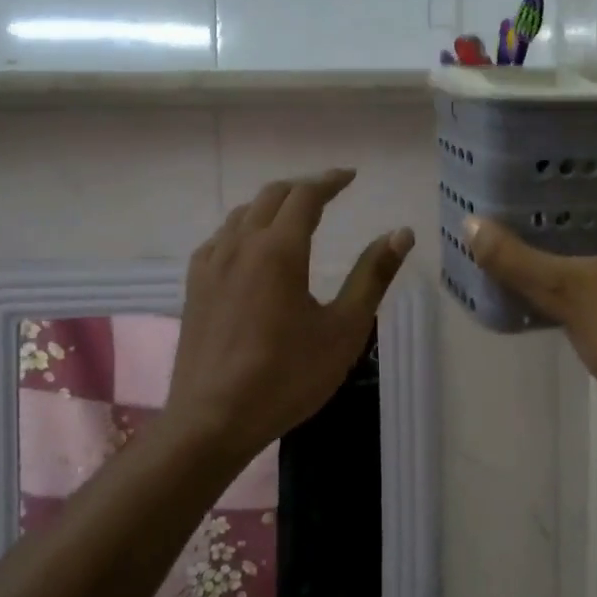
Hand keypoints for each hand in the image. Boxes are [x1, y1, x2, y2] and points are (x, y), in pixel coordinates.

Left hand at [167, 169, 413, 464]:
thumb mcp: (344, 329)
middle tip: (329, 193)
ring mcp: (211, 264)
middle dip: (303, 188)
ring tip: (295, 216)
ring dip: (273, 206)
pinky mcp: (194, 286)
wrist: (213, 419)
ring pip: (243, 214)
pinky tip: (252, 250)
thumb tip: (402, 233)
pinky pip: (221, 238)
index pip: (306, 195)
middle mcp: (241, 244)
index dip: (330, 181)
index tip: (350, 176)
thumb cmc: (287, 377)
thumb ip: (373, 276)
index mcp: (279, 250)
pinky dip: (245, 229)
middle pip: (272, 196)